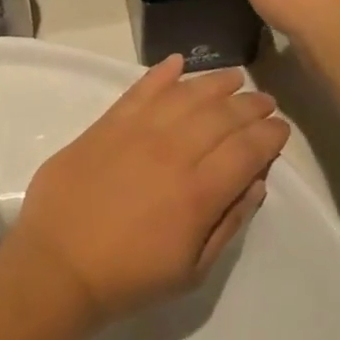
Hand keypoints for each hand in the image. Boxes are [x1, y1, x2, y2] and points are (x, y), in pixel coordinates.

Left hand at [3, 56, 288, 330]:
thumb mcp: (191, 270)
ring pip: (186, 95)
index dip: (269, 135)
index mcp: (198, 192)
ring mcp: (138, 132)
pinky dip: (161, 73)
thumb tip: (256, 183)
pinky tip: (177, 63)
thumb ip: (228, 222)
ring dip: (214, 83)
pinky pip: (140, 89)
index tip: (281, 127)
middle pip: (221, 116)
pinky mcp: (107, 123)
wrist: (58, 263)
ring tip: (233, 78)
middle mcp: (173, 152)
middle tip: (264, 100)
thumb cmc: (129, 277)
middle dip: (250, 105)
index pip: (246, 150)